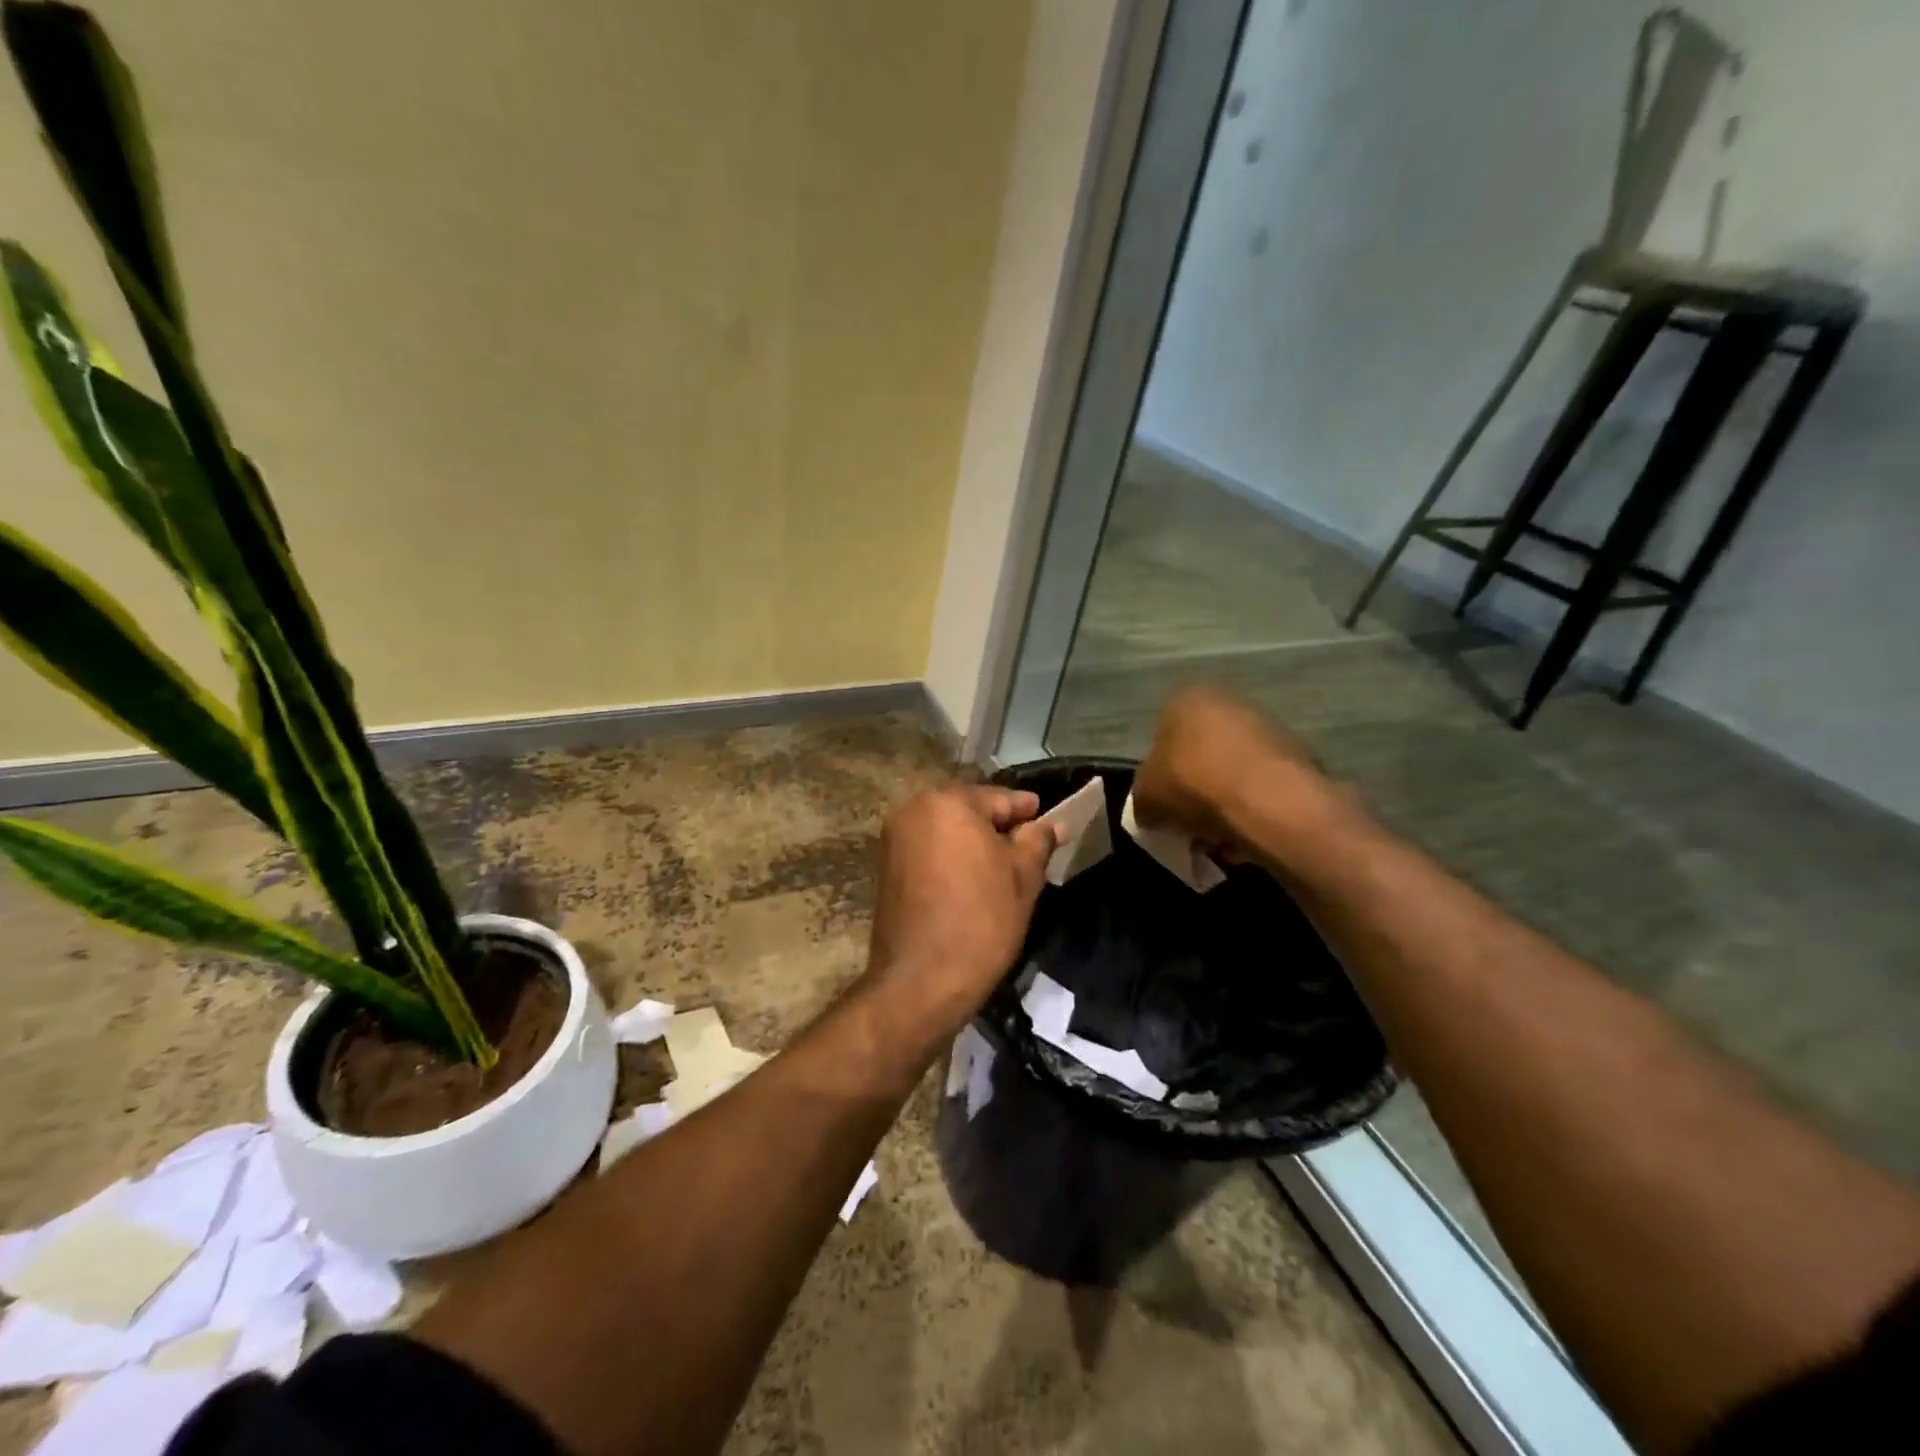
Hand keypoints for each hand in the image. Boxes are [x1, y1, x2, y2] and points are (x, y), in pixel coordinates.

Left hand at [864, 785, 1056, 1044]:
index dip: (1027, 810)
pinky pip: (929, 850)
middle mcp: (913, 810)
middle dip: (998, 826)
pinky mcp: (886, 867)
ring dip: (973, 842)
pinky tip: (973, 879)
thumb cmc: (981, 920)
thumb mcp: (1023, 877)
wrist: (922, 980)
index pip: (998, 798)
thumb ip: (1037, 840)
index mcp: (947, 802)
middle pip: (968, 810)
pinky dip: (951, 857)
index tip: (1048, 818)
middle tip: (1029, 845)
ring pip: (946, 830)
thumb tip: (1051, 824)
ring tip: (1004, 865)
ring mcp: (894, 839)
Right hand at [1132, 686, 1350, 864]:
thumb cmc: (1194, 786)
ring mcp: (1268, 726)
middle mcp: (1229, 702)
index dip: (1160, 777)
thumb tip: (1153, 811)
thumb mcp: (1145, 797)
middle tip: (1190, 825)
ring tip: (1221, 839)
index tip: (1164, 807)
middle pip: (1200, 755)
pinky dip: (1254, 809)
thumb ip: (1144, 799)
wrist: (1269, 803)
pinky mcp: (1299, 755)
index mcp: (1187, 699)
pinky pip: (1262, 787)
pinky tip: (1248, 837)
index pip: (1162, 737)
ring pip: (1232, 772)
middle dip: (1195, 791)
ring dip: (1224, 804)